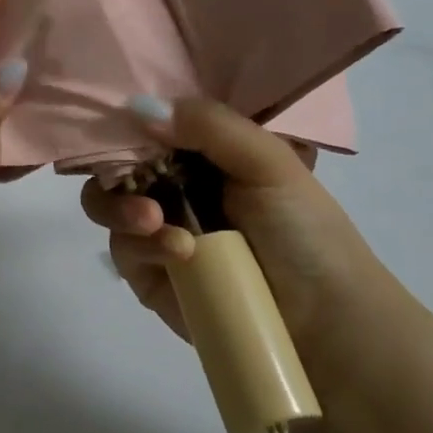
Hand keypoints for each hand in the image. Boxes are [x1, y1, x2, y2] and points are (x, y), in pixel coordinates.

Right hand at [83, 96, 394, 354]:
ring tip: (151, 221)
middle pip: (116, 162)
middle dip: (115, 168)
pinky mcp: (149, 274)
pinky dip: (142, 246)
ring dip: (120, 208)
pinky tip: (178, 254)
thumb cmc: (304, 230)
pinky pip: (122, 250)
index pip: (151, 123)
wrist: (326, 324)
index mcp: (202, 152)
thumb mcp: (269, 162)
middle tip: (136, 182)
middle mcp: (174, 185)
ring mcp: (157, 229)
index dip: (131, 119)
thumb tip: (139, 107)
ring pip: (107, 204)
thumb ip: (209, 124)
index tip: (124, 120)